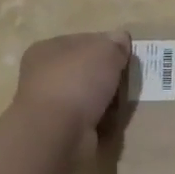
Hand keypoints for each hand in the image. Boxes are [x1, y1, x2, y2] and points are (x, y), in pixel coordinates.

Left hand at [13, 31, 131, 154]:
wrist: (58, 133)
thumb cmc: (77, 82)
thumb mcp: (104, 51)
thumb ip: (115, 43)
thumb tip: (121, 40)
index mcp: (47, 50)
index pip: (83, 41)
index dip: (107, 46)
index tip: (127, 55)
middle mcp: (44, 75)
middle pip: (87, 70)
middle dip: (109, 75)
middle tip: (130, 79)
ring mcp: (51, 105)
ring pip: (89, 96)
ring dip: (107, 100)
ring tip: (127, 101)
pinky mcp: (61, 130)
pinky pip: (90, 119)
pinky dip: (104, 120)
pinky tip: (116, 120)